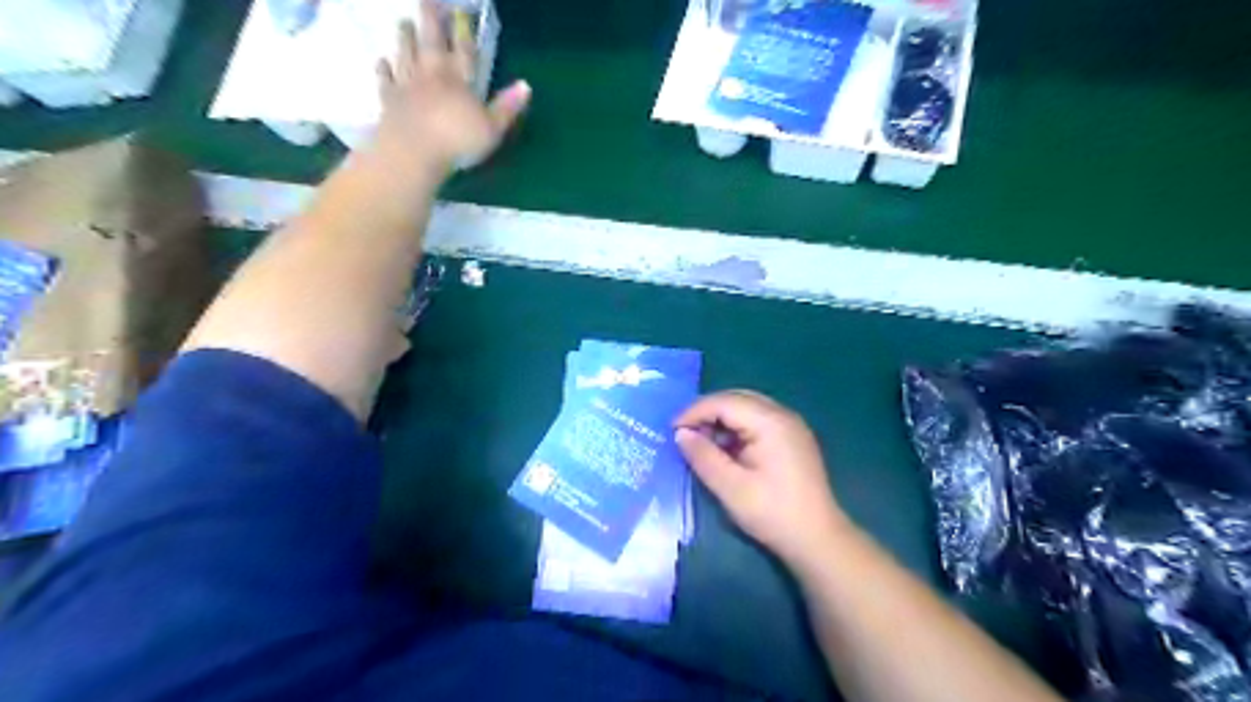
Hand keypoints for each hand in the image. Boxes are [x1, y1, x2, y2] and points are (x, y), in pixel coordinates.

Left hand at [371, 1, 527, 180]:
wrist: (413, 152)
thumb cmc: (458, 142)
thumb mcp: (492, 129)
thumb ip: (507, 107)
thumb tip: (526, 85)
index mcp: (459, 81)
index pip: (464, 51)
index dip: (464, 31)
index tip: (461, 11)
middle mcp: (432, 75)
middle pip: (431, 43)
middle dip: (430, 21)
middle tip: (426, 0)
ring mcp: (407, 86)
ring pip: (406, 55)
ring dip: (405, 38)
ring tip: (403, 22)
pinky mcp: (388, 100)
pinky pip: (386, 80)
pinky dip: (384, 69)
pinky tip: (382, 60)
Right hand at [676, 390, 851, 569]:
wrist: (817, 539)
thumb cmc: (773, 513)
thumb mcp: (731, 487)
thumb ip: (703, 456)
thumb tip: (680, 433)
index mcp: (770, 422)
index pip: (725, 402)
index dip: (695, 412)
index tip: (671, 430)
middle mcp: (782, 414)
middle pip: (736, 399)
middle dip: (707, 412)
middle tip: (683, 433)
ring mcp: (790, 425)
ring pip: (746, 407)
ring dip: (721, 419)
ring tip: (700, 442)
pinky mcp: (791, 438)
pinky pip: (757, 420)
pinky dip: (736, 428)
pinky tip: (724, 449)